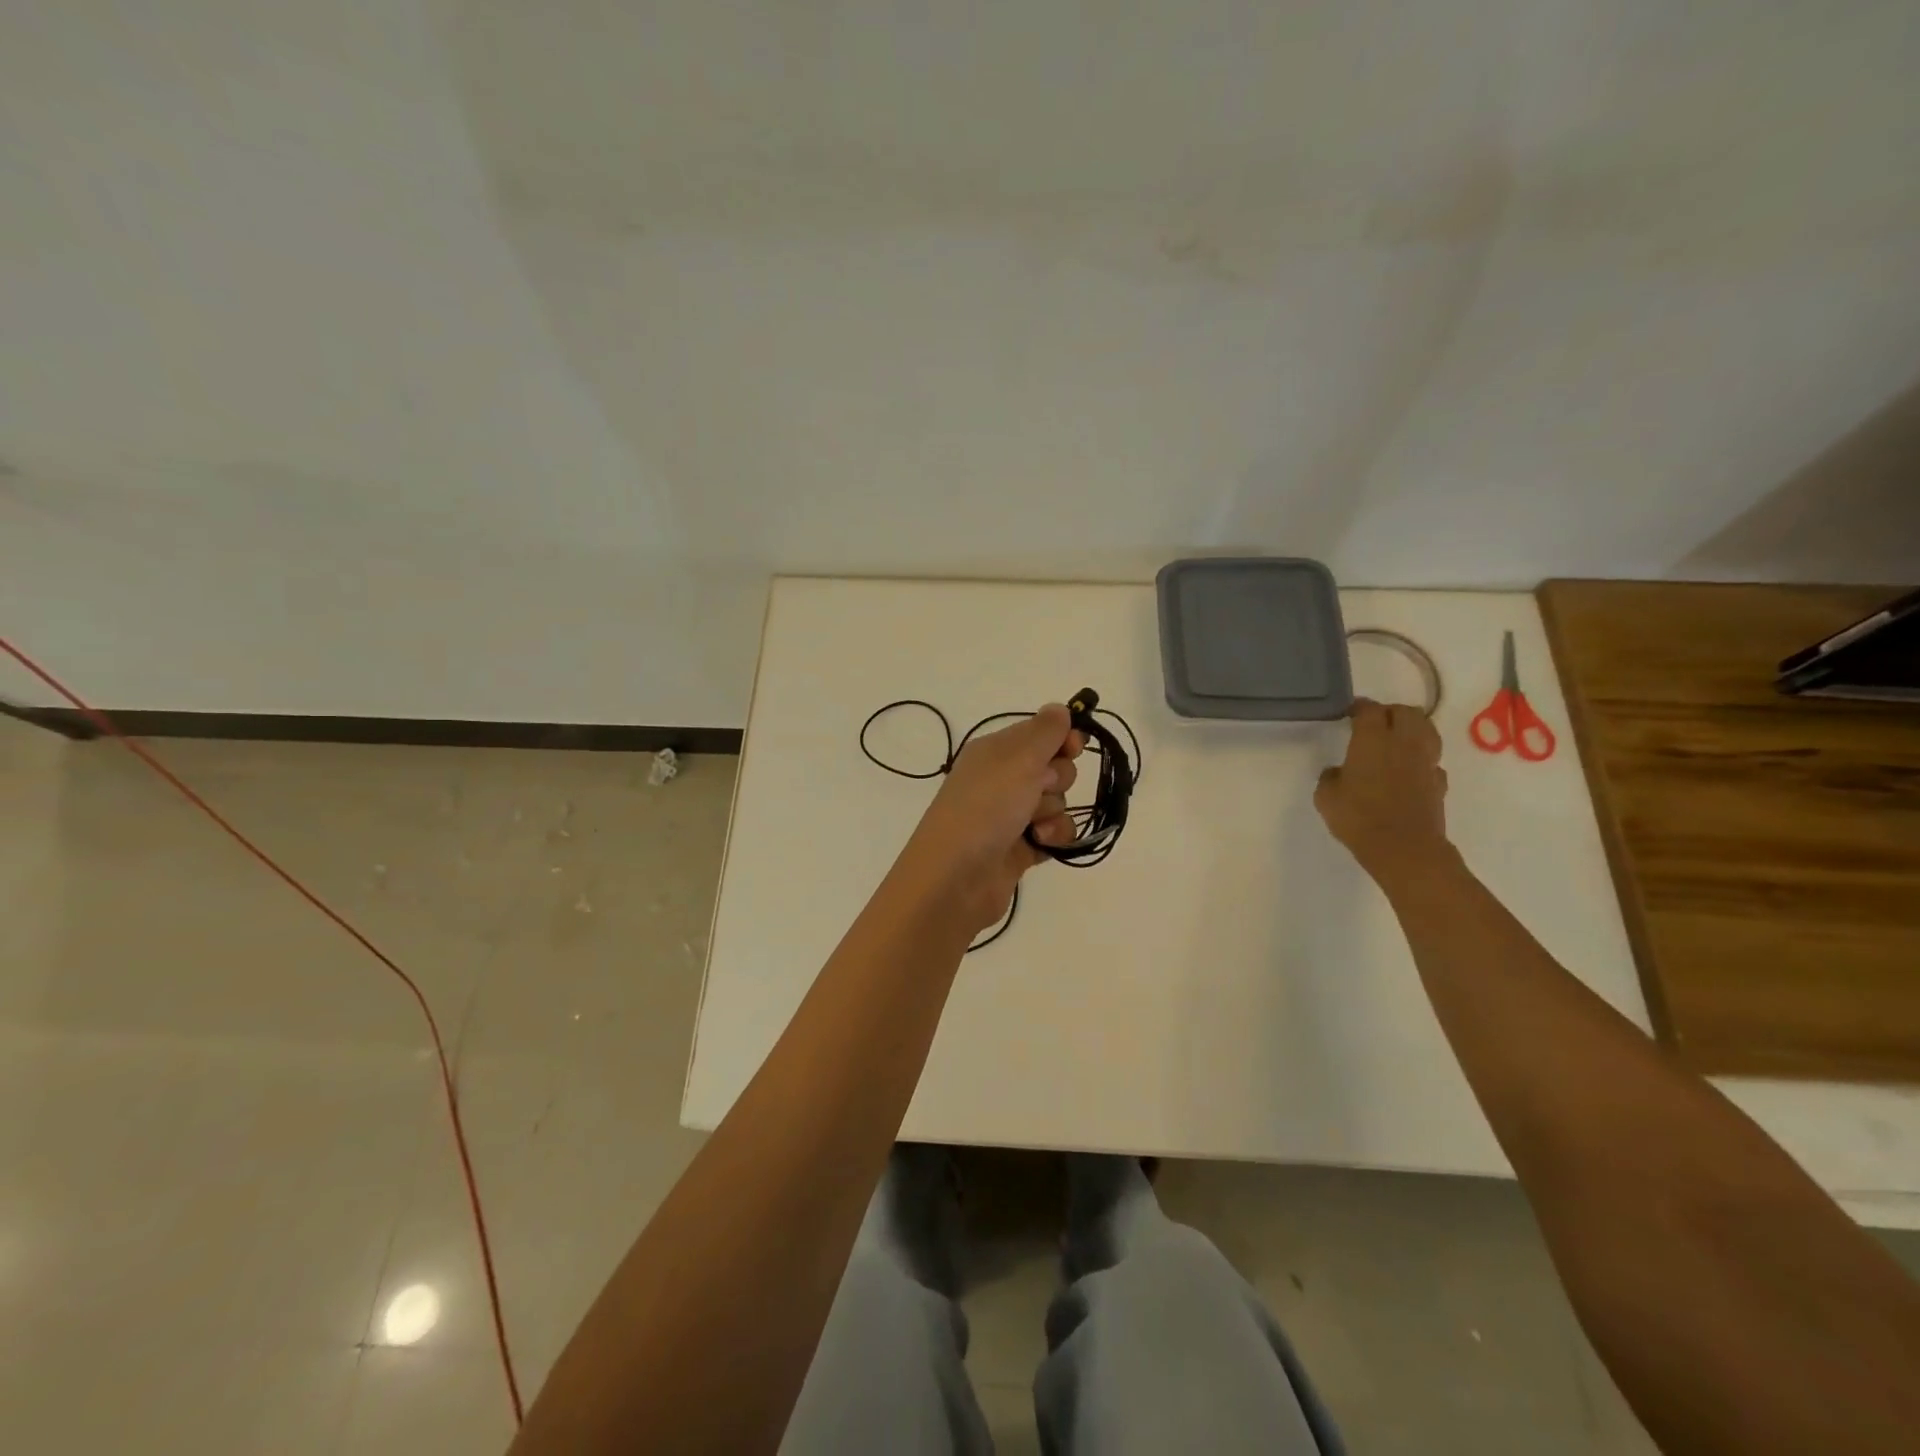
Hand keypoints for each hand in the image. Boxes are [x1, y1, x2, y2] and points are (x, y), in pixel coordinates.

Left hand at [900, 704, 1084, 932]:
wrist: (955, 879)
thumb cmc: (985, 808)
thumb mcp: (1017, 759)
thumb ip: (1045, 731)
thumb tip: (1060, 709)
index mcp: (994, 751)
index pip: (1039, 732)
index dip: (1061, 738)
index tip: (1074, 747)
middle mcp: (1001, 779)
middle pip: (1053, 767)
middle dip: (1057, 779)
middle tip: (1039, 789)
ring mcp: (1010, 815)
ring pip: (1057, 802)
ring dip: (1053, 812)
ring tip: (1032, 826)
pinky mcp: (1020, 848)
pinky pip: (1054, 834)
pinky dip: (1053, 838)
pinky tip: (1039, 844)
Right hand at [1315, 698, 1450, 882]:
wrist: (1403, 848)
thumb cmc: (1358, 818)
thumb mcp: (1326, 797)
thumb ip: (1331, 777)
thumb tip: (1338, 772)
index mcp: (1372, 740)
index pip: (1370, 710)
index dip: (1359, 707)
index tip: (1350, 712)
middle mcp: (1403, 743)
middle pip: (1406, 712)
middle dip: (1390, 712)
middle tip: (1375, 722)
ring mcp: (1426, 762)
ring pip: (1427, 730)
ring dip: (1413, 728)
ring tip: (1398, 739)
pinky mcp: (1439, 782)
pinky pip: (1433, 760)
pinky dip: (1422, 758)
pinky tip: (1410, 769)